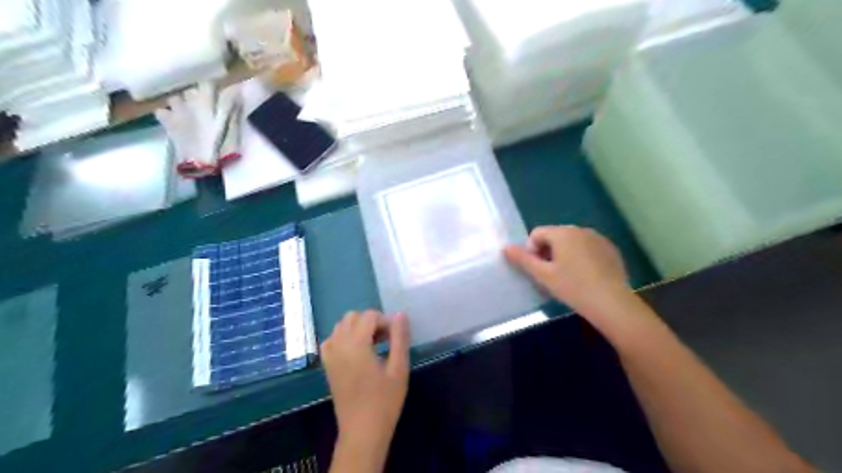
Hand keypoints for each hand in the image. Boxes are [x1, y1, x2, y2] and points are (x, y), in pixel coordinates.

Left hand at [321, 310, 409, 446]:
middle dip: (371, 322)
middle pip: (353, 316)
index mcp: (356, 344)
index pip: (369, 316)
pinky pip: (332, 339)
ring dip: (357, 328)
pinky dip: (344, 337)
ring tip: (373, 344)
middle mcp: (339, 345)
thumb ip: (399, 338)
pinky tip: (356, 351)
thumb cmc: (384, 401)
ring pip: (341, 326)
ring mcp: (330, 355)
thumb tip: (400, 315)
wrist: (362, 431)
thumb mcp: (399, 368)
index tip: (396, 337)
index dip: (385, 321)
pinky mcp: (327, 365)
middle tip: (386, 339)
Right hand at [501, 226, 626, 316]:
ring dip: (564, 255)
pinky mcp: (611, 250)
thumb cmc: (573, 287)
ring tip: (568, 278)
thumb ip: (523, 260)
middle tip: (551, 276)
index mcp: (563, 232)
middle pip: (555, 236)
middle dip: (548, 253)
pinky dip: (582, 258)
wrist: (611, 303)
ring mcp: (598, 238)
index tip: (538, 270)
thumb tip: (505, 247)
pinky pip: (588, 249)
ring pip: (572, 243)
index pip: (537, 234)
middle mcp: (580, 229)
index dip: (531, 251)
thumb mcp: (543, 275)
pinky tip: (586, 277)